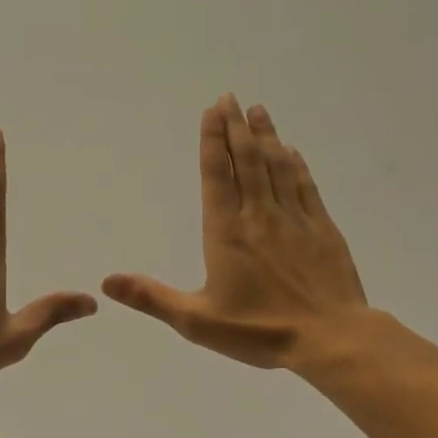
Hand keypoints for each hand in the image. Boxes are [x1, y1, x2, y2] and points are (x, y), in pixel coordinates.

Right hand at [102, 95, 368, 370]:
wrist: (331, 339)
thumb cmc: (259, 331)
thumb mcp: (196, 321)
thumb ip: (151, 297)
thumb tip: (106, 282)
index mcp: (226, 232)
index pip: (217, 176)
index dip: (212, 141)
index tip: (212, 111)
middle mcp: (259, 216)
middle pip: (247, 161)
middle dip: (236, 128)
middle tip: (231, 98)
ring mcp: (294, 219)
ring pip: (276, 167)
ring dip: (266, 137)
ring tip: (258, 110)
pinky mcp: (322, 229)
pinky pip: (305, 187)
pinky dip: (295, 165)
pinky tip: (291, 151)